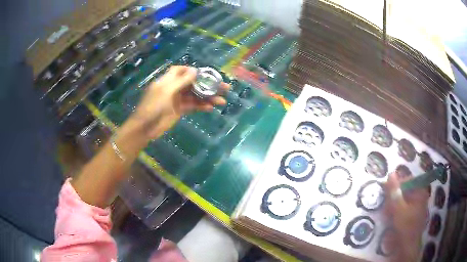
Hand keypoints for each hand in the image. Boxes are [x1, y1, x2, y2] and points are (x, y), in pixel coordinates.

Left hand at [131, 66, 228, 139]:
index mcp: (168, 80)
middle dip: (208, 84)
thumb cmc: (153, 106)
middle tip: (224, 87)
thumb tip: (195, 70)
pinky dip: (202, 106)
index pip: (182, 70)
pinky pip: (193, 106)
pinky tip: (211, 107)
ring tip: (222, 100)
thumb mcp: (166, 91)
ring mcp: (177, 99)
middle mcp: (174, 87)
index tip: (207, 73)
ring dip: (208, 97)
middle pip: (193, 83)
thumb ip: (181, 81)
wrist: (145, 128)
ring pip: (196, 95)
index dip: (194, 71)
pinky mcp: (180, 110)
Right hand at [384, 172, 428, 260]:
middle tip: (385, 203)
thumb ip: (394, 191)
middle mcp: (420, 196)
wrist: (407, 247)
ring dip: (393, 204)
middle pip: (405, 190)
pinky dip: (396, 210)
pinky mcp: (411, 214)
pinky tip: (390, 217)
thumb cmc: (405, 226)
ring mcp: (416, 206)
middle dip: (394, 196)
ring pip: (403, 199)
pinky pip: (403, 207)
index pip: (408, 179)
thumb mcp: (398, 208)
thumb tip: (390, 174)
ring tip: (387, 212)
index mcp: (420, 191)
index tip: (386, 189)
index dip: (397, 183)